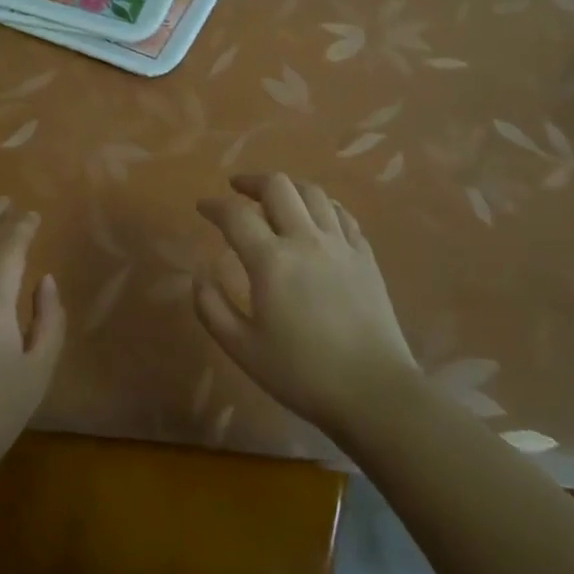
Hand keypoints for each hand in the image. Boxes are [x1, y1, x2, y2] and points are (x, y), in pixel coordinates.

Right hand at [195, 173, 417, 435]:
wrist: (374, 392)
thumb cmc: (302, 374)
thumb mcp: (242, 349)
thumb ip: (212, 308)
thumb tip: (199, 275)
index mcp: (271, 261)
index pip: (236, 215)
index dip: (214, 205)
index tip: (202, 206)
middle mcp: (305, 240)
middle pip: (278, 186)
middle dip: (251, 181)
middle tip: (237, 189)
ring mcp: (340, 244)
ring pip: (313, 193)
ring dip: (288, 188)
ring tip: (276, 198)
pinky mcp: (365, 256)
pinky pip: (342, 214)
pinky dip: (322, 206)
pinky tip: (316, 217)